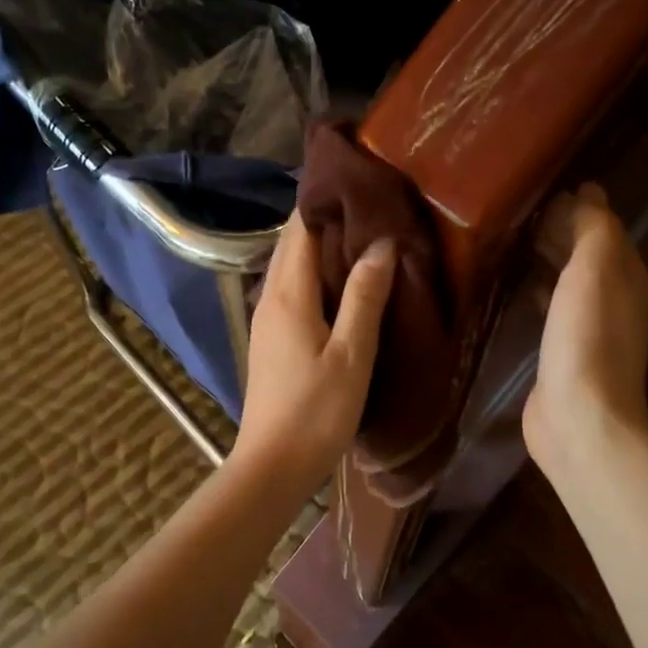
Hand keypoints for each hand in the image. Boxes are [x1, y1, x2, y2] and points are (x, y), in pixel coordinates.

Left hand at [230, 211, 396, 492]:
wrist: (273, 465)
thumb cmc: (317, 411)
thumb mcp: (352, 354)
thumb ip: (365, 297)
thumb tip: (381, 243)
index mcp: (288, 294)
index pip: (301, 229)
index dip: (325, 201)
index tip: (359, 182)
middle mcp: (270, 297)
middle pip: (293, 243)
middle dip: (324, 218)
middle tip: (368, 203)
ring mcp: (266, 318)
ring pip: (291, 266)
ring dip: (320, 246)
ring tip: (362, 235)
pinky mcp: (271, 338)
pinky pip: (292, 288)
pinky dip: (315, 273)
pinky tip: (342, 283)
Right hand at [523, 184, 647, 485]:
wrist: (581, 418)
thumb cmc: (588, 338)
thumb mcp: (595, 271)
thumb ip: (594, 229)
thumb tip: (590, 191)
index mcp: (627, 276)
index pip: (605, 229)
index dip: (579, 207)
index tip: (543, 186)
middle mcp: (614, 299)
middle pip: (586, 254)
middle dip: (560, 230)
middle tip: (518, 209)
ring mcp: (587, 329)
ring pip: (567, 279)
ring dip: (546, 258)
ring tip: (510, 238)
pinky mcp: (562, 352)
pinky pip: (549, 306)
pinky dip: (537, 288)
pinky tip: (513, 285)